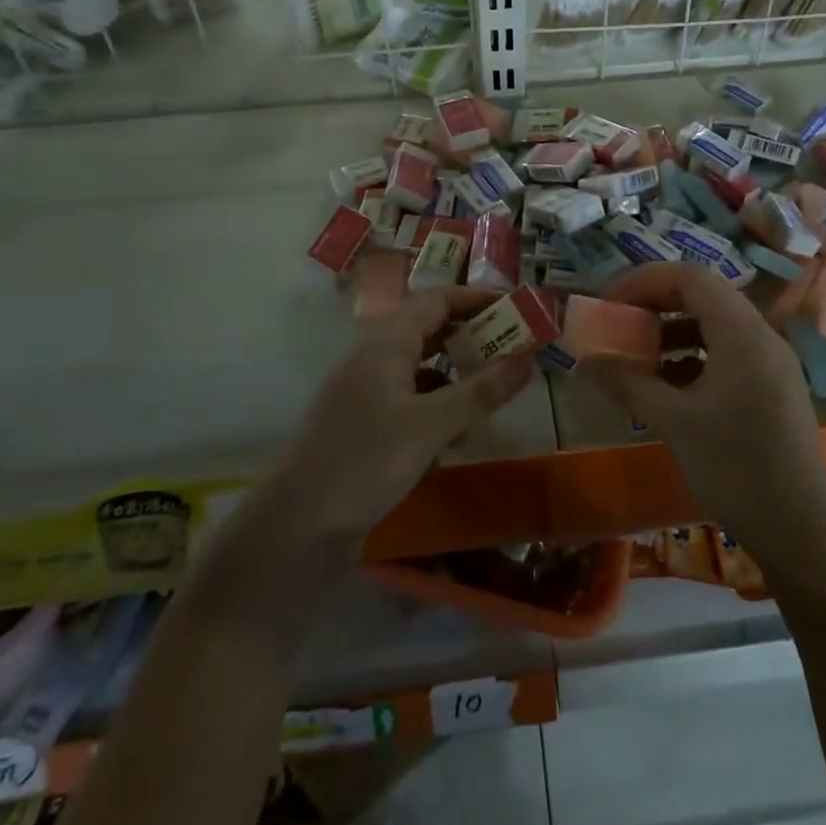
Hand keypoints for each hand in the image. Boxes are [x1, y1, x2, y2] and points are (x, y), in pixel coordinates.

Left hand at [272, 287, 535, 545]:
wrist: (297, 527)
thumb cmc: (364, 462)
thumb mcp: (430, 426)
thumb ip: (480, 392)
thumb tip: (528, 360)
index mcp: (386, 344)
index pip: (436, 301)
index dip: (475, 298)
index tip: (514, 307)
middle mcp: (375, 360)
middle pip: (430, 332)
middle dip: (471, 338)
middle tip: (513, 350)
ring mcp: (367, 394)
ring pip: (422, 371)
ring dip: (456, 379)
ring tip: (492, 398)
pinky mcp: (366, 427)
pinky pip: (411, 403)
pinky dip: (437, 411)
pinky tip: (454, 440)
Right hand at [580, 263, 825, 555]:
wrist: (803, 530)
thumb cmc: (736, 467)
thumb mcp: (674, 422)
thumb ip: (628, 383)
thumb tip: (586, 361)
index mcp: (742, 332)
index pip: (688, 277)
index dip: (643, 281)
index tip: (608, 303)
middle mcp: (760, 336)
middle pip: (702, 295)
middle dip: (654, 304)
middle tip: (618, 324)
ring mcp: (770, 362)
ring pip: (714, 325)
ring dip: (671, 332)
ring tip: (636, 357)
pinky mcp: (771, 388)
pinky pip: (726, 352)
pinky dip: (692, 357)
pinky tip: (666, 387)